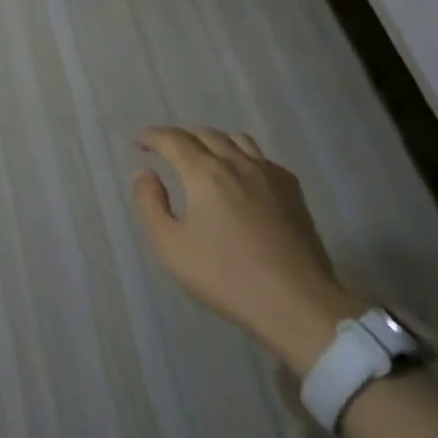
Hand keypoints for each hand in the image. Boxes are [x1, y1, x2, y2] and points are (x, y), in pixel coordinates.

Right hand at [131, 127, 363, 375]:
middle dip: (181, 138)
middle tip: (167, 153)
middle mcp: (237, 163)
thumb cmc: (226, 277)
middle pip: (205, 134)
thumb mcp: (171, 247)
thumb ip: (150, 204)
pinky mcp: (293, 191)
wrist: (297, 303)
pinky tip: (242, 177)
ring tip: (204, 159)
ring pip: (237, 140)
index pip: (173, 140)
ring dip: (213, 142)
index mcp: (205, 173)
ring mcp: (270, 175)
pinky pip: (262, 158)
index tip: (140, 143)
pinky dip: (243, 156)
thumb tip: (145, 173)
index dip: (153, 137)